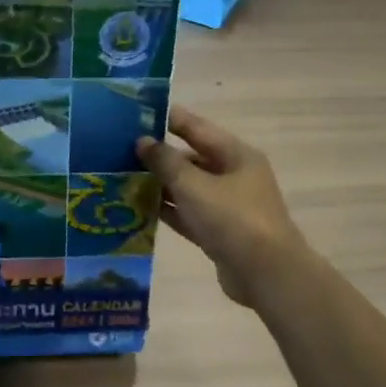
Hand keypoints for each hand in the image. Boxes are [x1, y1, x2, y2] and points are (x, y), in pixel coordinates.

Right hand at [138, 109, 309, 307]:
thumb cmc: (232, 219)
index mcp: (236, 155)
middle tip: (119, 149)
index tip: (136, 112)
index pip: (196, 128)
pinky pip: (188, 213)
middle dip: (158, 155)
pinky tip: (138, 208)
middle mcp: (233, 176)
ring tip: (121, 177)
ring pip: (187, 188)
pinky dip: (167, 210)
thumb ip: (165, 162)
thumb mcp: (194, 185)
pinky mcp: (219, 232)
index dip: (168, 119)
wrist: (266, 274)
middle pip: (191, 158)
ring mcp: (227, 206)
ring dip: (159, 184)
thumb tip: (143, 141)